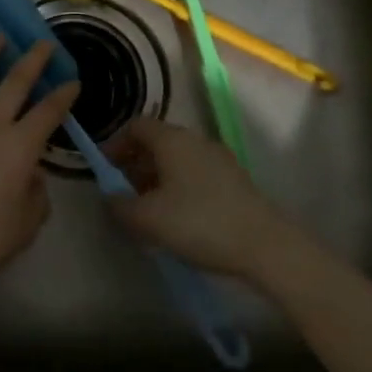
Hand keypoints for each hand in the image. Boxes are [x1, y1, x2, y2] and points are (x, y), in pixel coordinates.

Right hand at [107, 118, 280, 278]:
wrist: (267, 246)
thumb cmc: (200, 223)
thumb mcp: (149, 219)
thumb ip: (121, 205)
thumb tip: (111, 197)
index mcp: (172, 139)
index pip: (136, 126)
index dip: (115, 144)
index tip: (105, 170)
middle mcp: (195, 140)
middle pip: (157, 142)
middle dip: (135, 164)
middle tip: (124, 194)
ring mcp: (219, 159)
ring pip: (178, 160)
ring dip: (158, 178)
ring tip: (150, 211)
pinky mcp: (235, 181)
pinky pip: (196, 174)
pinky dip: (180, 188)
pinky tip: (180, 219)